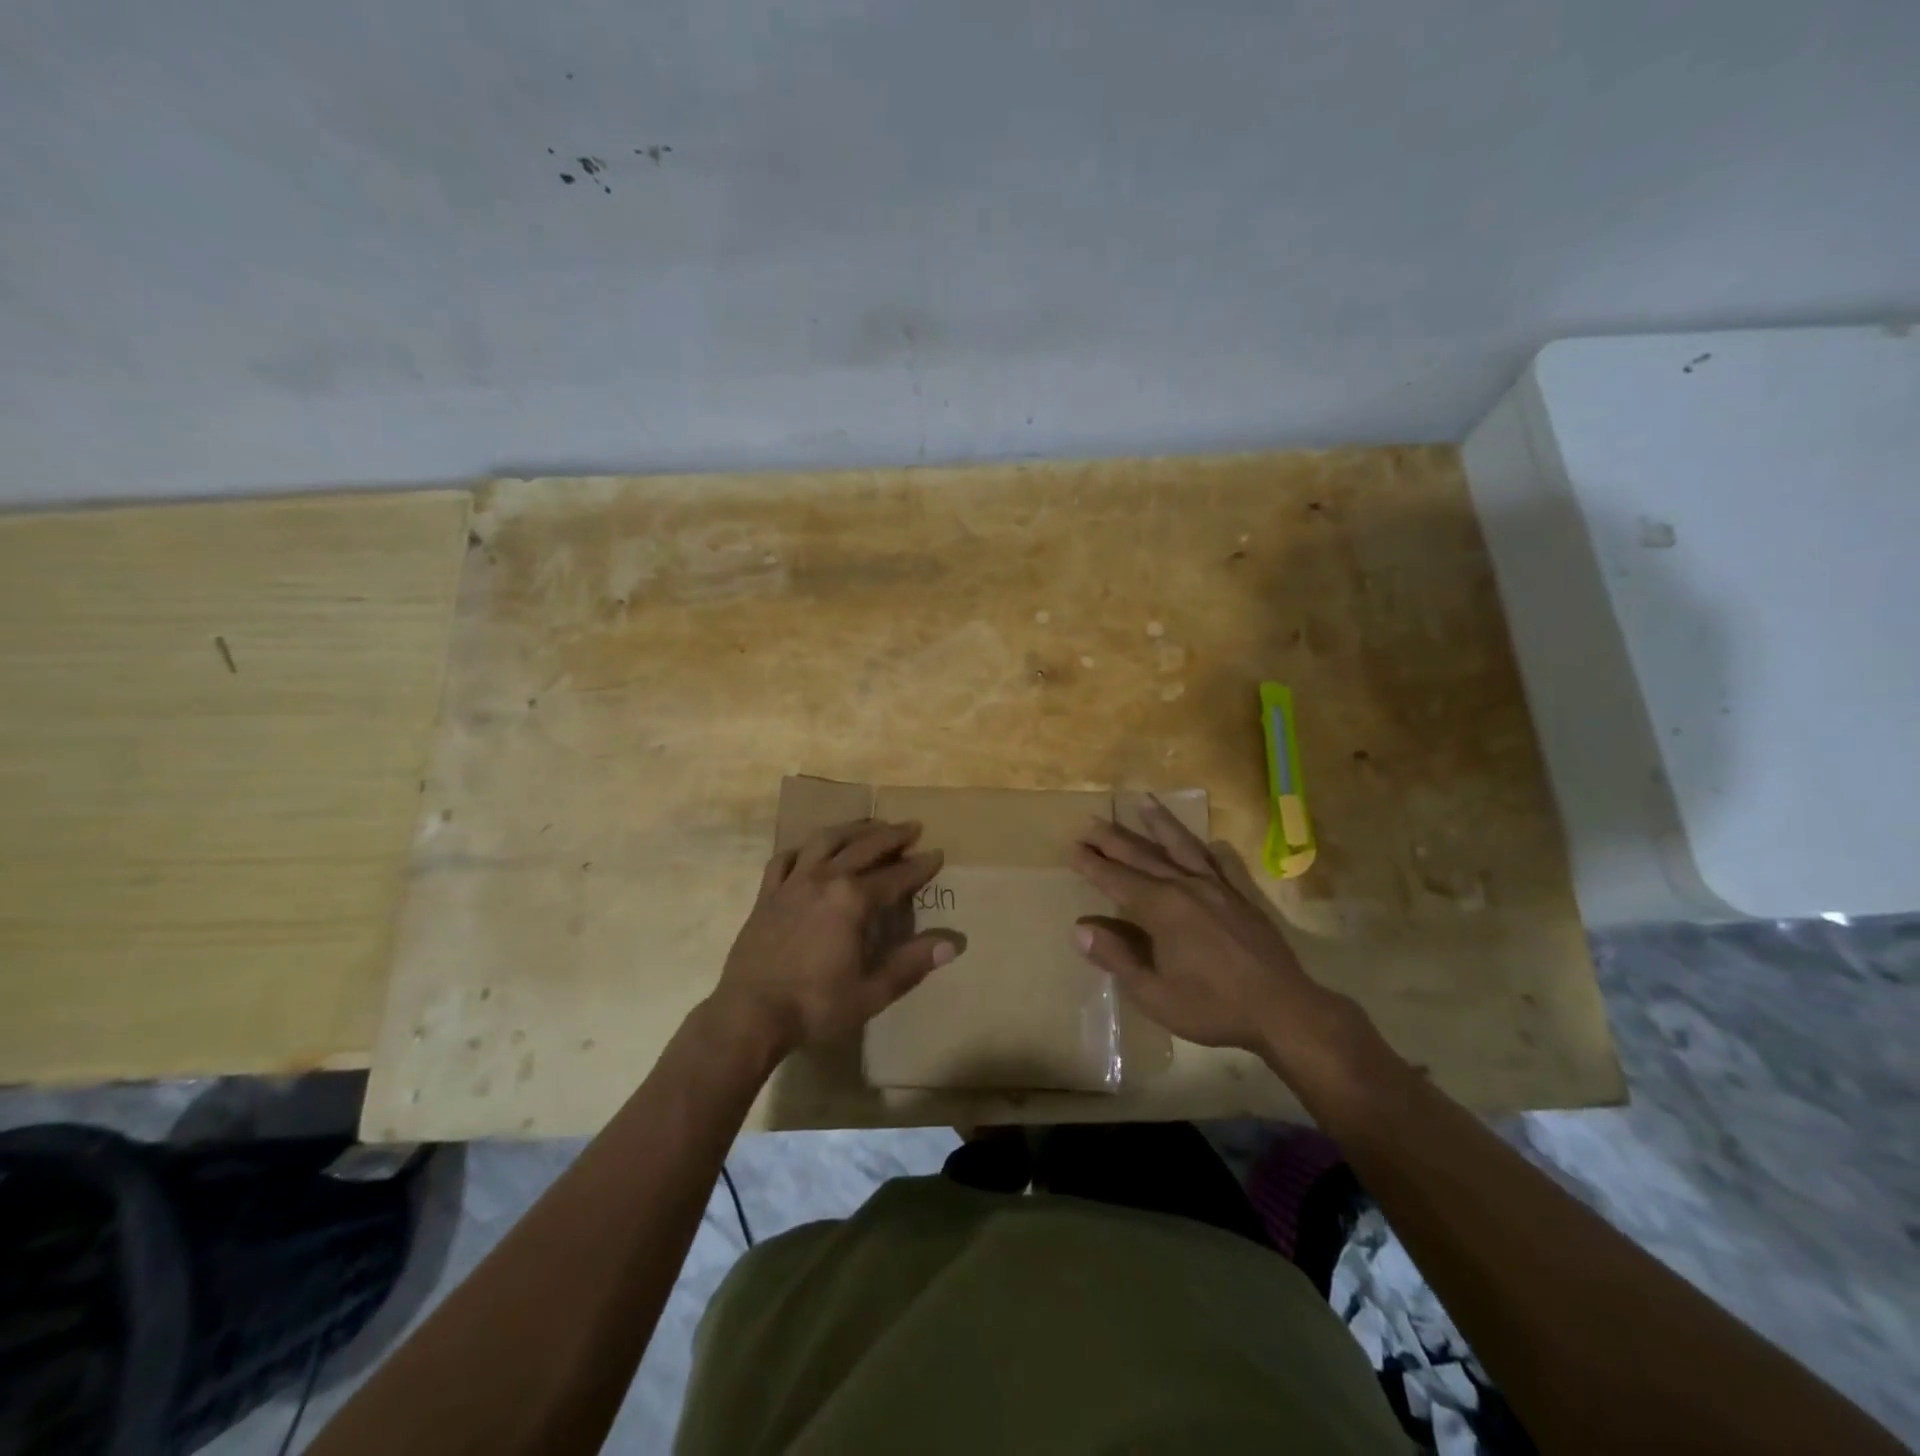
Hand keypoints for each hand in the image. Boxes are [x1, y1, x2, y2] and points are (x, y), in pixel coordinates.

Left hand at [713, 818, 958, 1055]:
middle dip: (892, 836)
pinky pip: (786, 858)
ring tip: (870, 824)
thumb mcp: (872, 991)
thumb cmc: (815, 1006)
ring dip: (852, 829)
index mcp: (852, 900)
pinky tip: (812, 849)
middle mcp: (824, 879)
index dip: (920, 866)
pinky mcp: (768, 894)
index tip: (938, 854)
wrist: (750, 1015)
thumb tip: (953, 944)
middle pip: (864, 847)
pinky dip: (804, 848)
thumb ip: (912, 964)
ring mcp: (792, 883)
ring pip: (825, 841)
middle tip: (912, 827)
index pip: (896, 876)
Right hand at [1069, 799, 1372, 1082]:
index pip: (1117, 880)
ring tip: (1144, 801)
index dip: (1092, 864)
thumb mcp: (1153, 993)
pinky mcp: (1245, 898)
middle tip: (1090, 822)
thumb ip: (1117, 958)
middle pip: (1143, 856)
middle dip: (1114, 839)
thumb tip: (1080, 930)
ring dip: (1160, 824)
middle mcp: (1186, 887)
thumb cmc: (1211, 1006)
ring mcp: (1219, 888)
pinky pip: (1226, 865)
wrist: (1283, 1010)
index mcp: (1161, 909)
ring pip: (1183, 847)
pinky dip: (1215, 851)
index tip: (1072, 847)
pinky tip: (1213, 842)